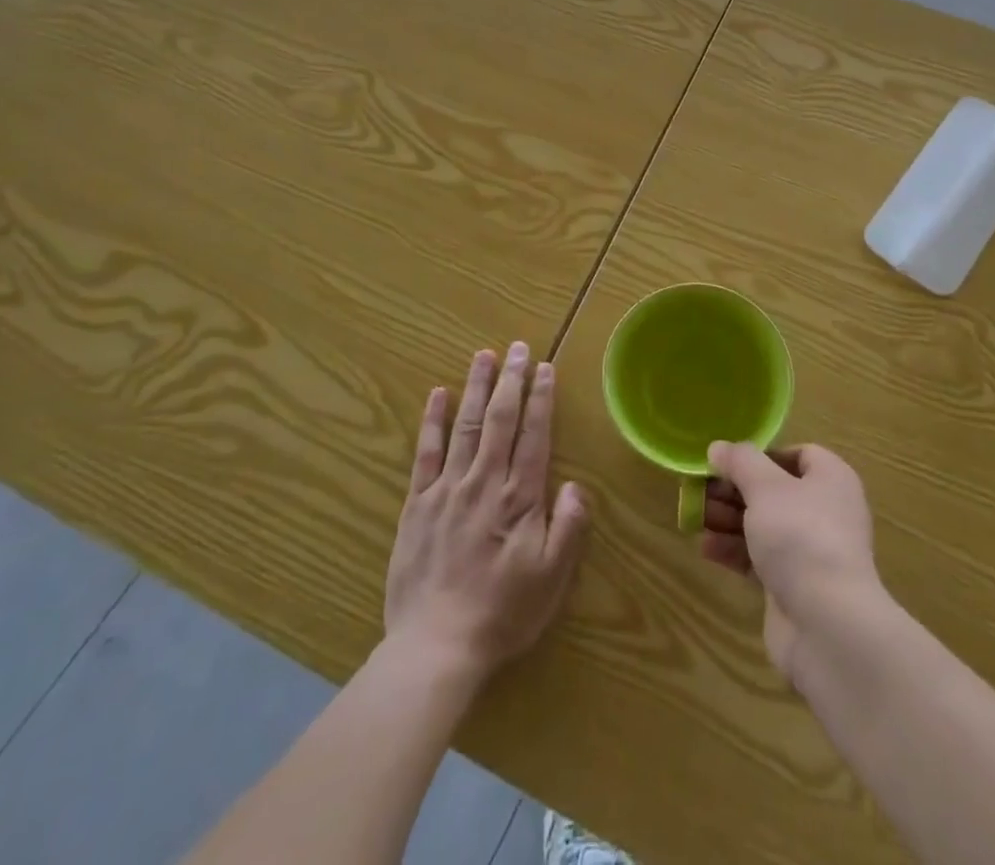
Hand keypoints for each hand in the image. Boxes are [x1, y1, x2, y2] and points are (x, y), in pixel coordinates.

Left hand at [383, 343, 589, 683]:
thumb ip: (569, 527)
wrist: (435, 646)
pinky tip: (437, 394)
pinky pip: (425, 452)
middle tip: (518, 347)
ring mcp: (447, 488)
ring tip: (484, 355)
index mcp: (519, 497)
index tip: (545, 367)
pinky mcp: (418, 503)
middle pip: (500, 419)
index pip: (534, 434)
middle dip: (512, 380)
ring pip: (465, 425)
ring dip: (476, 387)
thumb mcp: (552, 578)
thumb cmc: (502, 613)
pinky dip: (432, 420)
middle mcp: (484, 481)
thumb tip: (576, 485)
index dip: (541, 398)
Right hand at [701, 443, 880, 683]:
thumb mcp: (765, 486)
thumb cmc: (800, 536)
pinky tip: (706, 549)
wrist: (828, 625)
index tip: (729, 463)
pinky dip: (734, 551)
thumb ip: (739, 462)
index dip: (762, 455)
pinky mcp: (794, 586)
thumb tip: (718, 447)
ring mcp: (811, 552)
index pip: (798, 455)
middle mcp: (825, 512)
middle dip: (734, 490)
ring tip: (694, 518)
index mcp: (831, 480)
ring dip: (729, 520)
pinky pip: (760, 559)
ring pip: (763, 525)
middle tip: (700, 491)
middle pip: (774, 490)